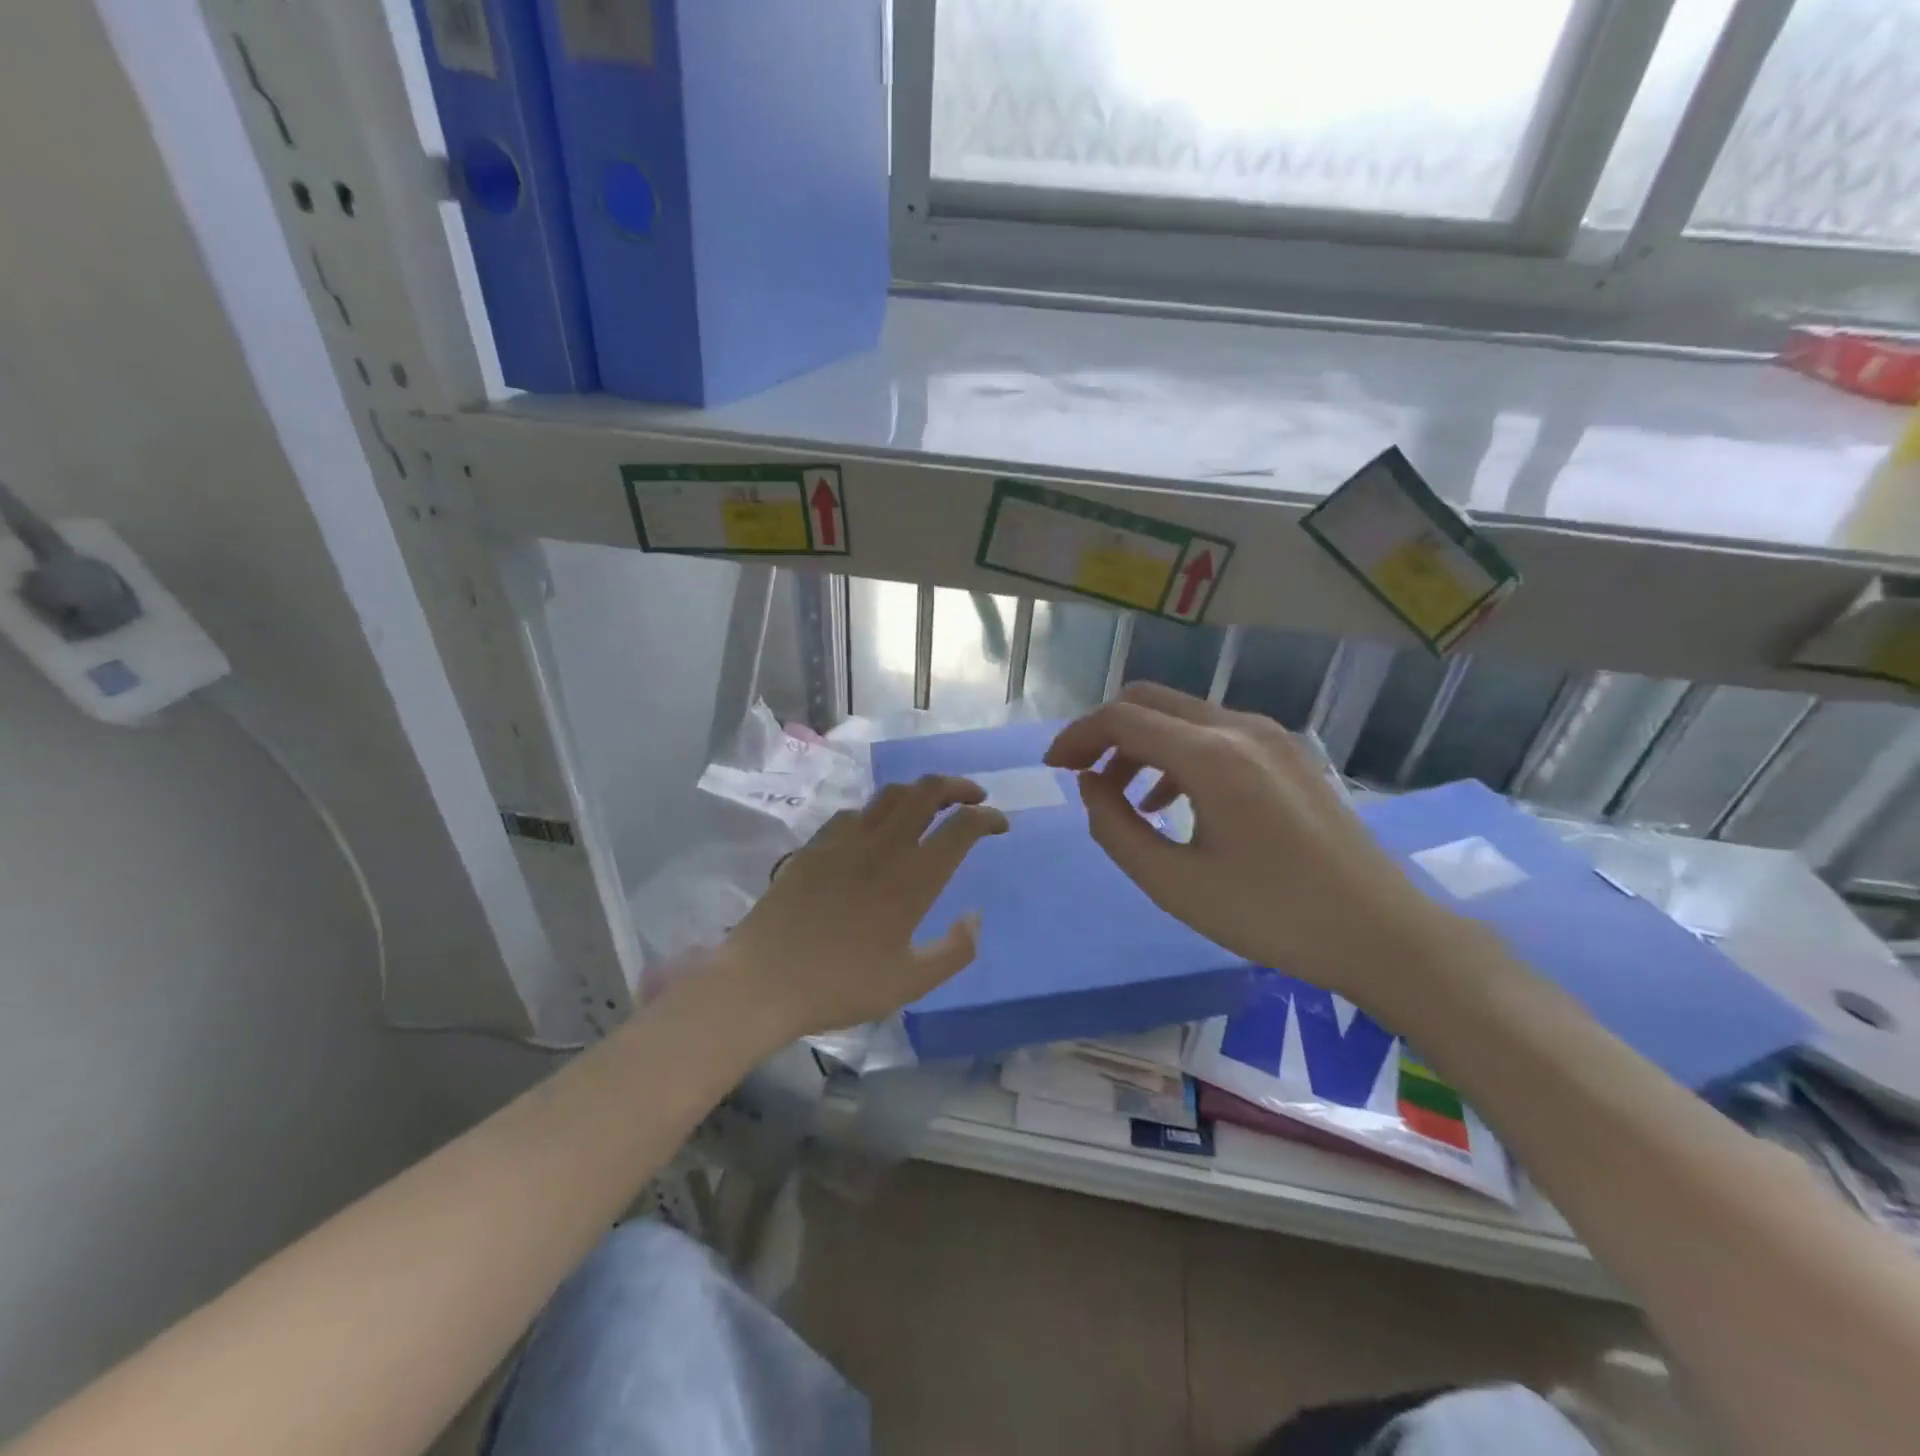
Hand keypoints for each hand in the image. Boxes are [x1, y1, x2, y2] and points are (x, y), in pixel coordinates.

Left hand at [715, 774, 1008, 1042]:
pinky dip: (879, 811)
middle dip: (958, 786)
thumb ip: (954, 950)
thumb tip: (976, 917)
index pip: (963, 827)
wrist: (764, 980)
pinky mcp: (816, 844)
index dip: (988, 818)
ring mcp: (846, 839)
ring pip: (891, 794)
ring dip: (920, 792)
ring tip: (930, 806)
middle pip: (928, 791)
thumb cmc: (841, 985)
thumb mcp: (910, 982)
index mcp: (914, 878)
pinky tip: (876, 831)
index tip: (1000, 824)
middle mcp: (884, 846)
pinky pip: (856, 812)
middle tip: (973, 798)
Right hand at [1045, 682, 1458, 1009]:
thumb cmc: (1271, 915)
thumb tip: (1091, 784)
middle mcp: (1240, 727)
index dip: (1077, 737)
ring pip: (1183, 716)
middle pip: (1150, 701)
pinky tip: (1174, 800)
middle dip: (1105, 732)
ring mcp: (1270, 736)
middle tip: (1080, 774)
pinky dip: (1178, 754)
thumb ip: (1115, 827)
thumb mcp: (1173, 883)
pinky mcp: (1288, 754)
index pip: (1122, 719)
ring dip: (1141, 744)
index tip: (1052, 767)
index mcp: (1211, 756)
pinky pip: (1215, 734)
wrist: (1381, 933)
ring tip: (1123, 797)